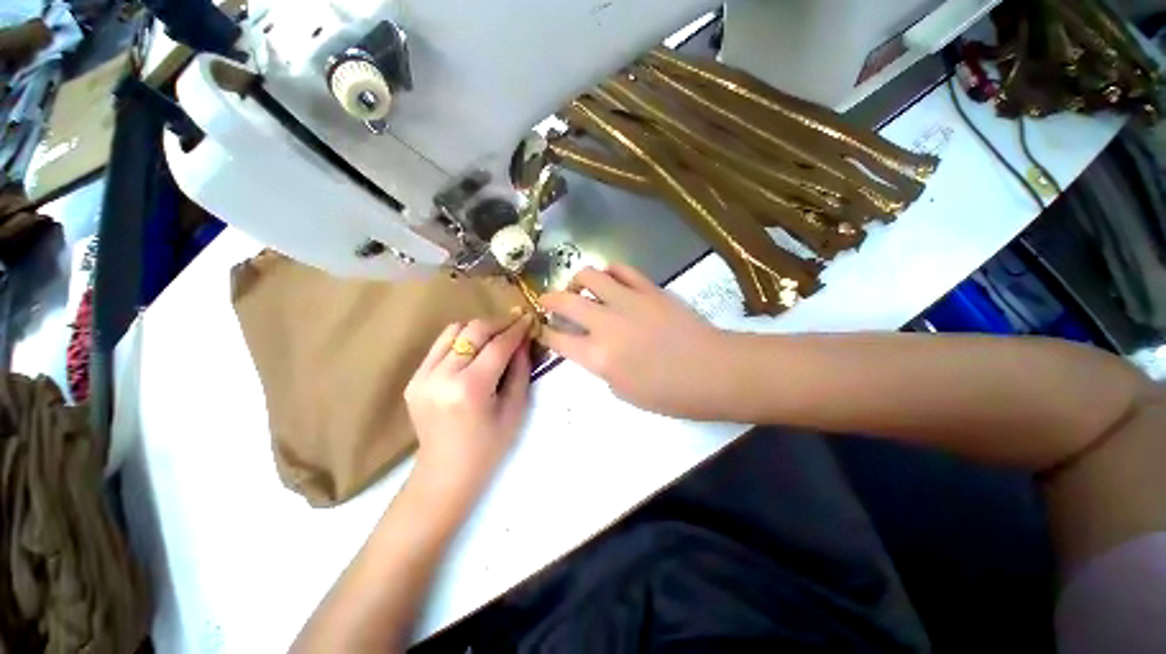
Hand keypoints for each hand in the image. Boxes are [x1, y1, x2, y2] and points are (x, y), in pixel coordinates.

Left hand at [405, 315, 533, 502]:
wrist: (446, 472)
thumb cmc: (489, 446)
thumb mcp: (515, 408)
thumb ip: (520, 369)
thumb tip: (523, 339)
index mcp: (470, 389)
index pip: (497, 346)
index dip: (516, 329)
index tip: (528, 318)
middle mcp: (442, 377)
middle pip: (473, 331)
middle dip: (498, 323)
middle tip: (514, 325)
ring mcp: (422, 377)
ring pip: (453, 331)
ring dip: (478, 330)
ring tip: (494, 338)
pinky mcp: (414, 379)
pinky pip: (440, 345)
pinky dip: (460, 341)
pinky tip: (474, 352)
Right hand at [540, 265, 732, 419]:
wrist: (712, 371)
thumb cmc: (668, 393)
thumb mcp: (623, 392)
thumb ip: (601, 367)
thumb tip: (594, 347)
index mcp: (598, 357)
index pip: (557, 338)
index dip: (544, 332)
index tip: (542, 327)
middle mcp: (606, 324)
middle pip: (564, 301)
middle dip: (548, 299)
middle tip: (548, 301)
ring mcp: (628, 301)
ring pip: (589, 275)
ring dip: (577, 280)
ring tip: (581, 288)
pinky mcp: (649, 288)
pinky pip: (621, 269)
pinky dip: (609, 272)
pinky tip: (610, 280)